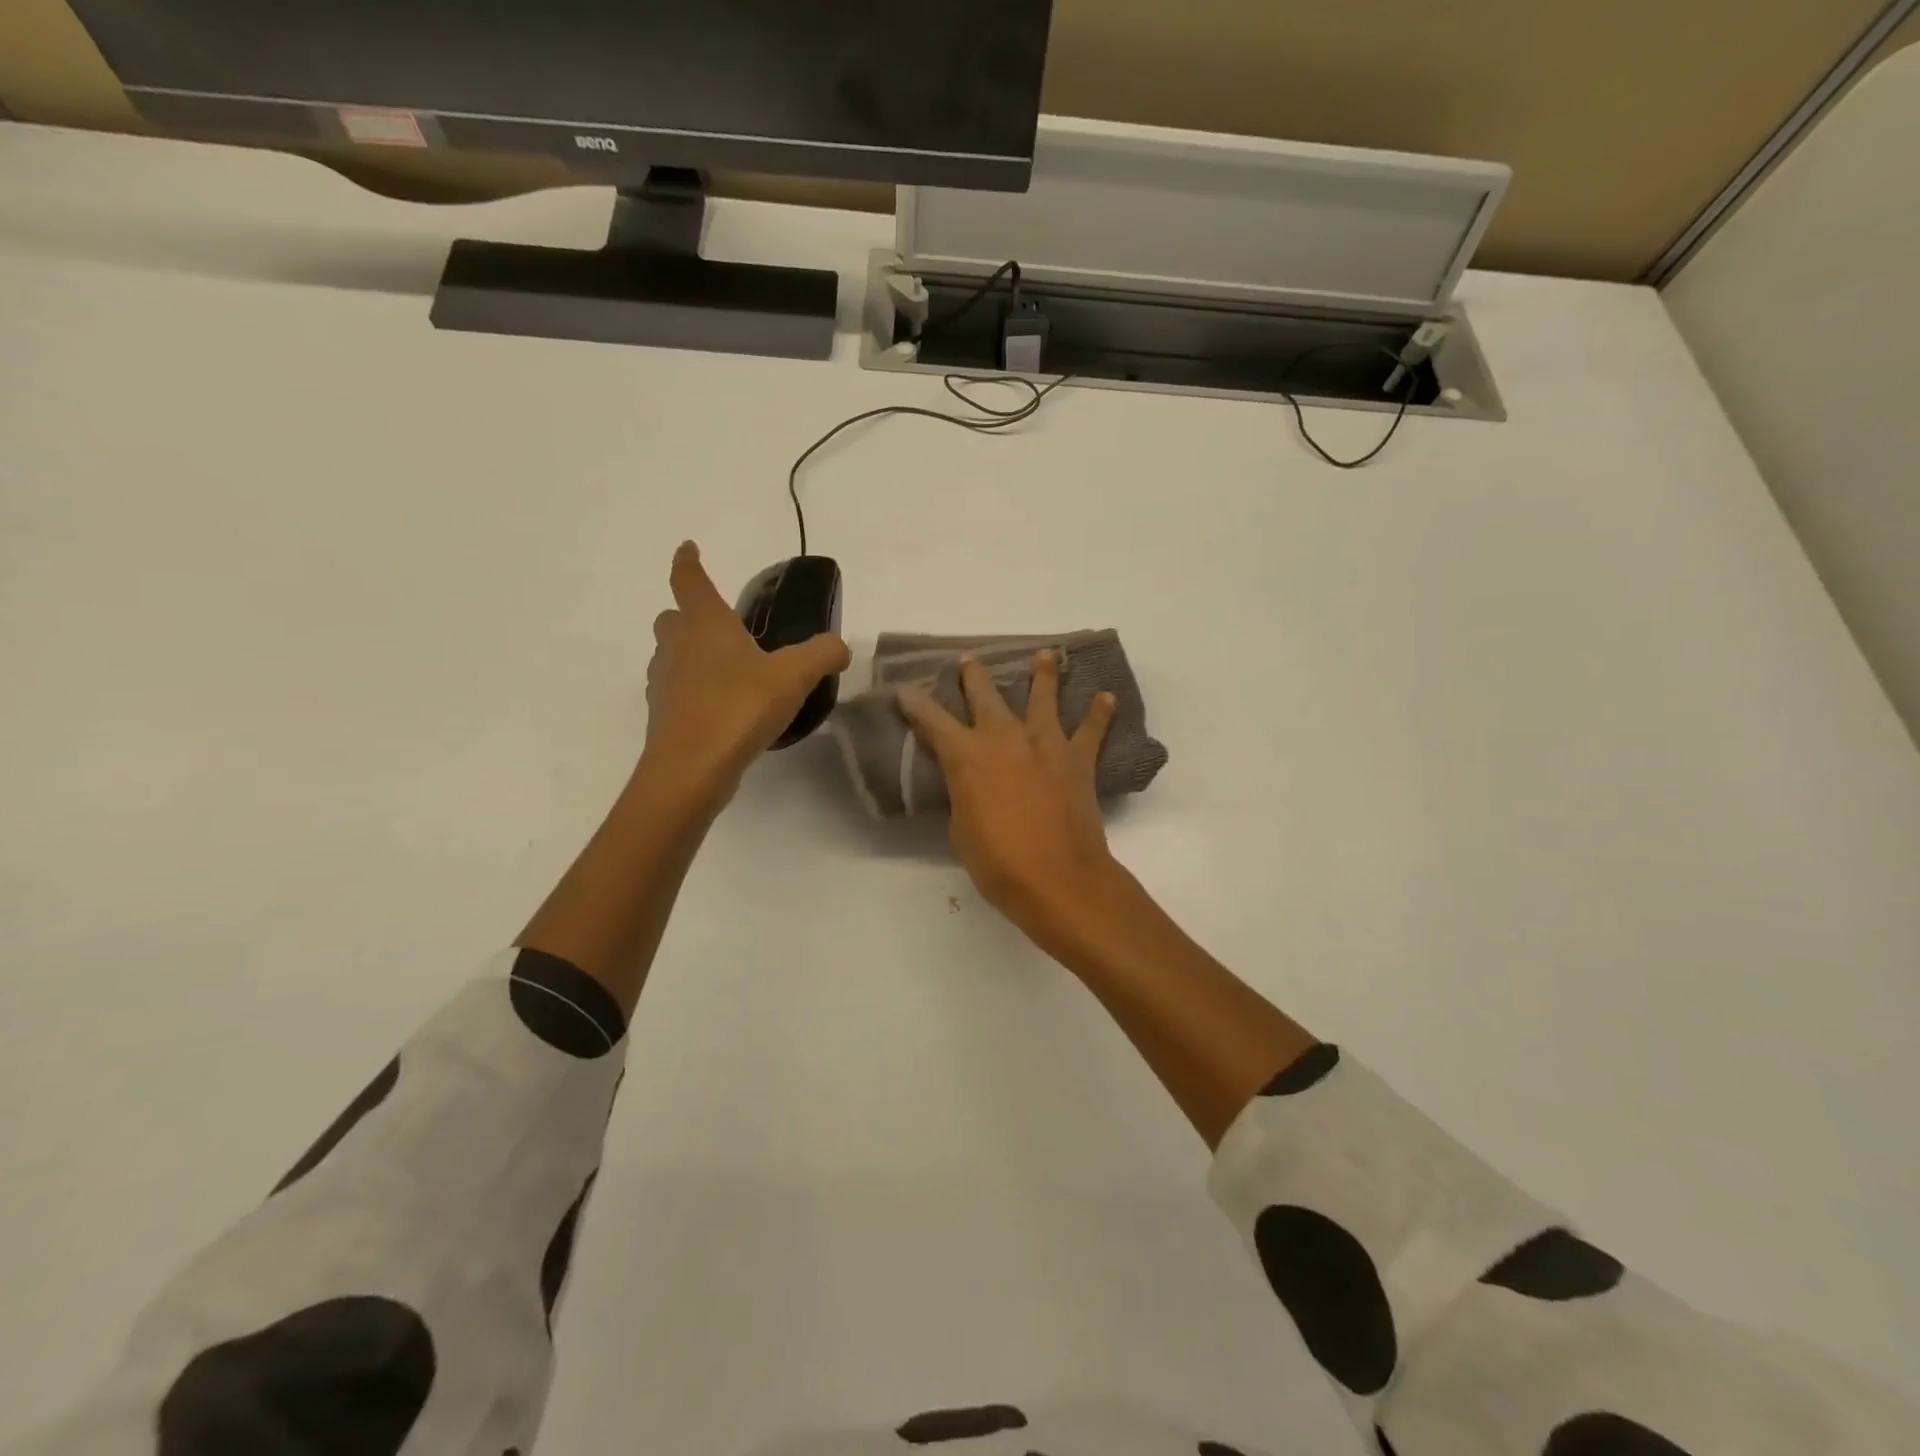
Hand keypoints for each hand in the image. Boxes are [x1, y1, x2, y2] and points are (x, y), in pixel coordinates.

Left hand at [642, 542, 849, 802]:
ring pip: (670, 657)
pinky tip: (722, 708)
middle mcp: (678, 648)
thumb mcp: (794, 676)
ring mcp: (664, 684)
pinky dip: (693, 691)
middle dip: (688, 615)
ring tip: (727, 670)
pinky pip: (677, 692)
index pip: (690, 581)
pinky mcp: (664, 718)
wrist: (691, 769)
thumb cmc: (738, 707)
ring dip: (690, 655)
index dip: (688, 562)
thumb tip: (839, 646)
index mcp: (706, 626)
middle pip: (672, 619)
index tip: (688, 548)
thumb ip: (822, 654)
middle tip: (719, 625)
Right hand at [899, 650, 1120, 933]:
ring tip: (1044, 655)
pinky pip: (1091, 729)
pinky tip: (1106, 697)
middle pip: (985, 694)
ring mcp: (1045, 743)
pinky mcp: (1078, 759)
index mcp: (966, 756)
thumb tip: (971, 784)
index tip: (905, 689)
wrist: (1057, 878)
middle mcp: (1004, 738)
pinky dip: (1099, 713)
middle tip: (968, 661)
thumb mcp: (961, 830)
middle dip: (973, 676)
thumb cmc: (998, 862)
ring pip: (1043, 697)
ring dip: (1042, 674)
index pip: (932, 720)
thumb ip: (964, 795)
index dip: (915, 703)